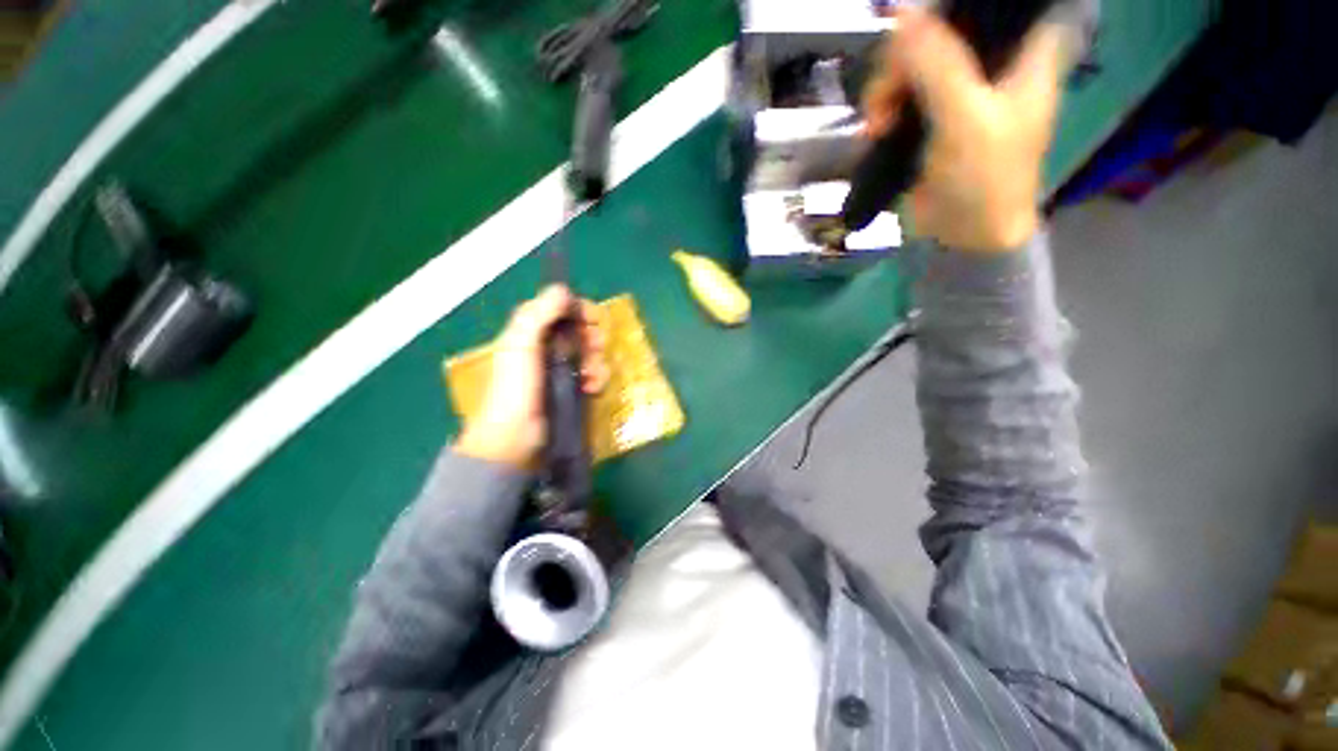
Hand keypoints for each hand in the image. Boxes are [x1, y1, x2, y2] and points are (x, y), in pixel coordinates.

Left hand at [456, 285, 607, 469]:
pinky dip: (596, 379)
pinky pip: (593, 375)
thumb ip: (539, 314)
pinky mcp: (571, 389)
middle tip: (593, 349)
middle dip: (592, 338)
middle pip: (581, 331)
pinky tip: (591, 388)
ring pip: (590, 354)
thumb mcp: (521, 345)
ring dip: (597, 362)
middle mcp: (547, 347)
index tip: (593, 319)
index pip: (562, 309)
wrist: (514, 437)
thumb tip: (563, 289)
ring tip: (590, 377)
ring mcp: (560, 369)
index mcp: (532, 332)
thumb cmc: (515, 388)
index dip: (580, 310)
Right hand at [863, 8, 1076, 250]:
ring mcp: (959, 90)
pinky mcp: (932, 117)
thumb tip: (901, 9)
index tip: (919, 36)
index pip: (987, 5)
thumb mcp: (964, 116)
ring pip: (912, 62)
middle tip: (885, 100)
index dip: (949, 10)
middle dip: (903, 61)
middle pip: (939, 29)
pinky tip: (874, 131)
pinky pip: (901, 94)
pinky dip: (883, 109)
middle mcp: (991, 61)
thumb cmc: (984, 178)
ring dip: (886, 91)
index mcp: (1022, 50)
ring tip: (876, 126)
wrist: (964, 235)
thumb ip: (937, 61)